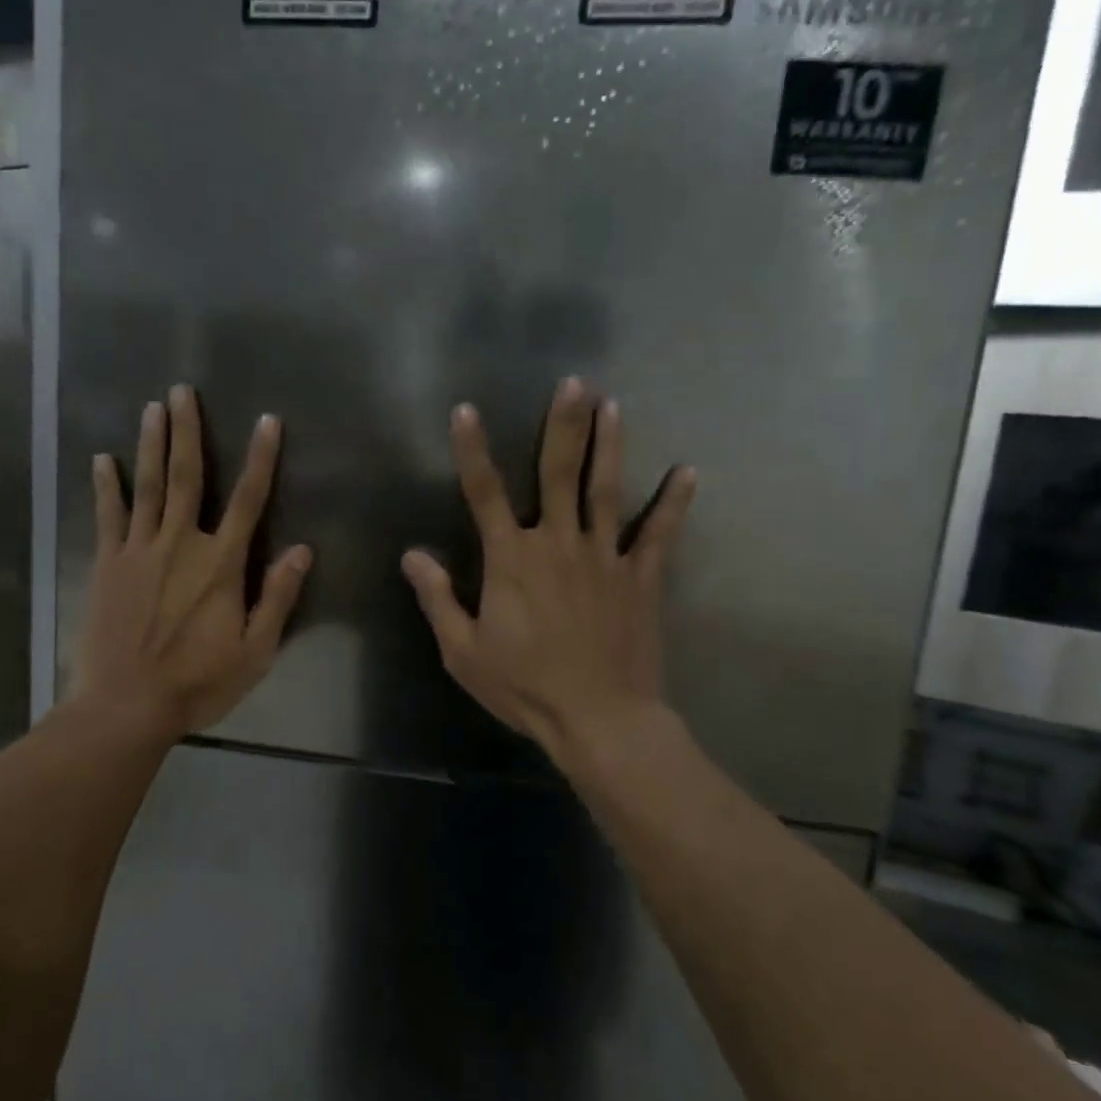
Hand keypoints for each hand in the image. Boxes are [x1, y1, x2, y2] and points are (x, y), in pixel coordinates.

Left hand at [72, 385, 312, 738]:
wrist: (126, 706)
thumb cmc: (198, 681)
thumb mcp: (256, 650)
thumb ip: (278, 596)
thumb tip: (302, 549)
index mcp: (221, 564)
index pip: (249, 499)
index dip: (261, 458)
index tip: (267, 421)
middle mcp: (181, 544)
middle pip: (188, 476)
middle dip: (188, 430)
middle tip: (183, 391)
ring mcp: (139, 550)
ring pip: (149, 486)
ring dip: (151, 444)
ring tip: (152, 407)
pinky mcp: (107, 565)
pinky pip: (108, 516)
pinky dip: (107, 486)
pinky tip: (102, 460)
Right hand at [401, 377, 694, 755]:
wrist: (598, 718)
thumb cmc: (524, 686)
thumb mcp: (463, 651)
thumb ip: (438, 598)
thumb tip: (412, 554)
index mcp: (511, 560)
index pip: (484, 493)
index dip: (472, 450)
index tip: (466, 410)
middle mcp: (557, 543)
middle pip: (558, 473)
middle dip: (564, 425)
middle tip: (574, 382)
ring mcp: (604, 557)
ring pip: (605, 490)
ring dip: (609, 445)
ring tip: (614, 404)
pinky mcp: (640, 578)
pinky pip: (658, 533)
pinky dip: (673, 503)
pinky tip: (688, 471)